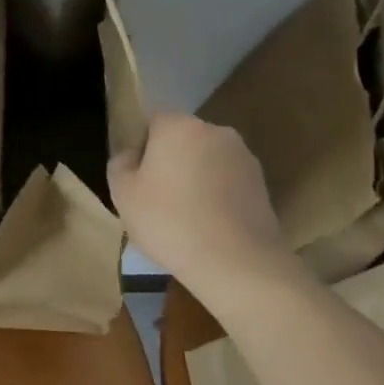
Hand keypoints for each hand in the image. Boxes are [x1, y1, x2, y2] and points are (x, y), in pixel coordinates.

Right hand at [108, 113, 288, 277]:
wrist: (236, 262)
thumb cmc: (169, 222)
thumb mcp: (123, 193)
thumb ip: (121, 164)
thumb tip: (132, 155)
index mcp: (179, 126)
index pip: (153, 121)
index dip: (142, 147)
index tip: (138, 179)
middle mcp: (215, 131)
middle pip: (183, 139)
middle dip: (171, 161)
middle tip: (158, 199)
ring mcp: (243, 157)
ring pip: (207, 161)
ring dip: (196, 178)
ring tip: (186, 218)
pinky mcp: (262, 184)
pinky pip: (228, 182)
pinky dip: (217, 196)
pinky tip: (210, 226)